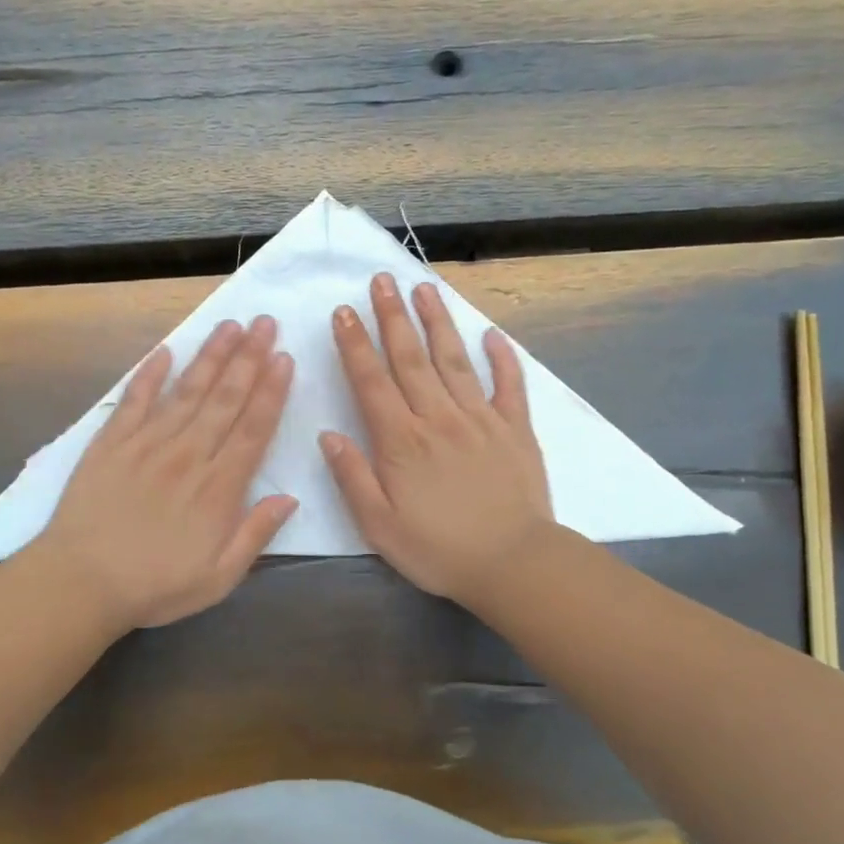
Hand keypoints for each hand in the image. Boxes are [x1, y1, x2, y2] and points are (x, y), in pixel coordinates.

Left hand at [38, 317, 297, 632]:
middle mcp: (188, 455)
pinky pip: (134, 400)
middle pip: (225, 399)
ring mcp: (148, 444)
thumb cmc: (155, 586)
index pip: (253, 429)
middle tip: (266, 323)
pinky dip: (150, 374)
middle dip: (249, 358)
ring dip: (211, 356)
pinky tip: (165, 351)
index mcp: (218, 487)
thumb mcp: (219, 578)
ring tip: (230, 325)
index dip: (271, 391)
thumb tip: (289, 498)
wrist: (81, 582)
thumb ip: (255, 535)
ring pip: (187, 391)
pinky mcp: (112, 443)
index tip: (284, 359)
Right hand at [321, 274, 552, 606]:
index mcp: (402, 441)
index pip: (372, 382)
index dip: (355, 345)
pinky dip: (502, 358)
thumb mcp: (379, 526)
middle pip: (411, 358)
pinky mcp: (515, 429)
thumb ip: (352, 477)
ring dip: (437, 322)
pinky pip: (509, 385)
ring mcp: (480, 419)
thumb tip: (328, 435)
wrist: (513, 564)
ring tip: (425, 289)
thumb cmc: (439, 550)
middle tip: (382, 280)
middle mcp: (439, 418)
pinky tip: (492, 335)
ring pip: (454, 360)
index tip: (344, 312)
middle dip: (393, 316)